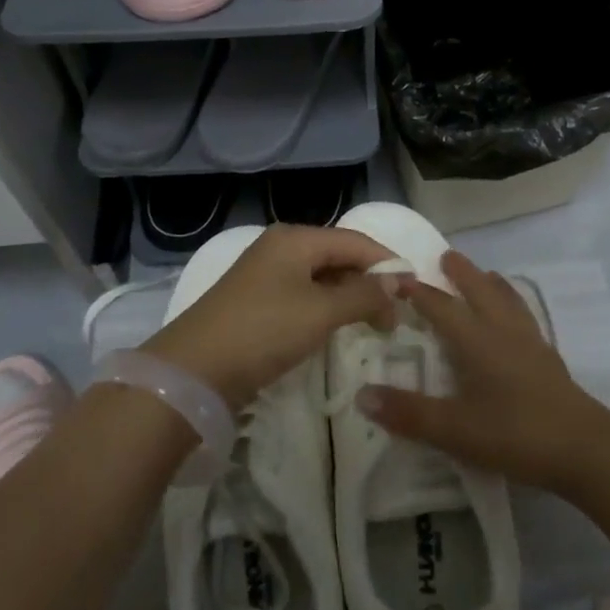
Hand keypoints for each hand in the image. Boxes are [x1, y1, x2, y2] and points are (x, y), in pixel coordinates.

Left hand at [142, 225, 394, 407]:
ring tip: (374, 324)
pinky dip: (326, 309)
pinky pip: (303, 296)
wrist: (193, 370)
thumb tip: (399, 280)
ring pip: (321, 278)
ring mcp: (265, 276)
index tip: (416, 291)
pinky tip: (337, 330)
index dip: (387, 262)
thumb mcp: (320, 312)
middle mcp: (280, 248)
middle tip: (397, 316)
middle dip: (369, 282)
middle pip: (338, 256)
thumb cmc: (263, 331)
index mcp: (295, 239)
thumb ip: (363, 294)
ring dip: (349, 298)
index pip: (354, 241)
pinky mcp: (256, 303)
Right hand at [357, 251, 609, 495]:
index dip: (419, 292)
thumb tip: (361, 395)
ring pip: (507, 300)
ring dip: (491, 283)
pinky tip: (516, 318)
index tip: (399, 278)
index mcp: (476, 340)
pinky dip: (513, 304)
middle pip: (479, 291)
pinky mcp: (548, 359)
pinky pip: (524, 316)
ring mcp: (530, 343)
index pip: (441, 306)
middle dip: (461, 273)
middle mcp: (502, 331)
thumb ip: (409, 413)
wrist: (585, 449)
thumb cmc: (516, 434)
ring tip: (484, 274)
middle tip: (446, 256)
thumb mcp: (455, 430)